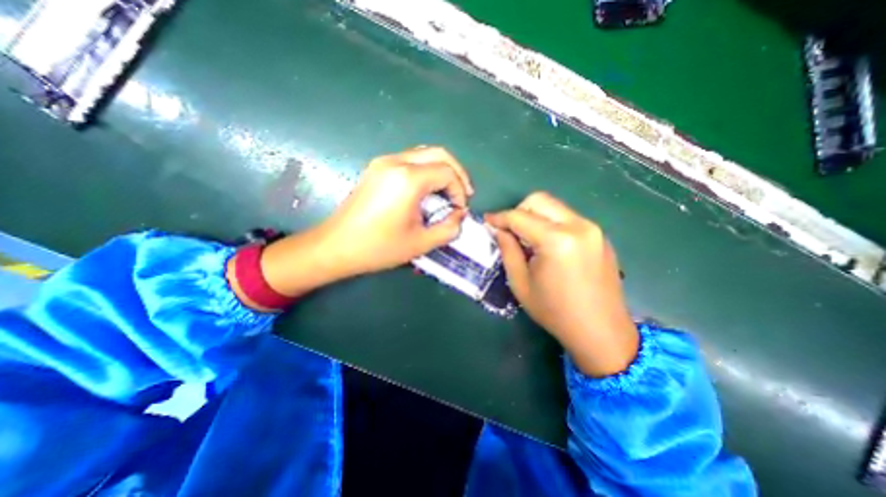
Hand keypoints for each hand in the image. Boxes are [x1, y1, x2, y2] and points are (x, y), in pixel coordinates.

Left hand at [252, 145, 473, 297]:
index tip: (460, 210)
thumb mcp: (421, 243)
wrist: (336, 246)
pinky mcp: (376, 168)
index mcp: (408, 179)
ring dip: (441, 170)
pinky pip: (409, 161)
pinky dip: (425, 172)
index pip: (447, 172)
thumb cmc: (378, 247)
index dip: (460, 190)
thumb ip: (449, 228)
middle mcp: (396, 162)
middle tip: (462, 195)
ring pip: (424, 154)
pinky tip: (427, 191)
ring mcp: (383, 162)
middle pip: (438, 153)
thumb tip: (460, 215)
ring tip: (447, 193)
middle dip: (456, 173)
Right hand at [484, 193, 637, 374]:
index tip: (487, 221)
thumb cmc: (555, 311)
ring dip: (535, 217)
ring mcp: (593, 229)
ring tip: (527, 240)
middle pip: (540, 200)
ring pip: (554, 207)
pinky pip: (567, 218)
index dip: (499, 217)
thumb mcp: (521, 283)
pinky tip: (547, 245)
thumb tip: (499, 230)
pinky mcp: (599, 235)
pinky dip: (551, 224)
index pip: (520, 216)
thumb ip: (508, 250)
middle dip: (518, 211)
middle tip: (509, 231)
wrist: (601, 331)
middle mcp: (578, 226)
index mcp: (557, 240)